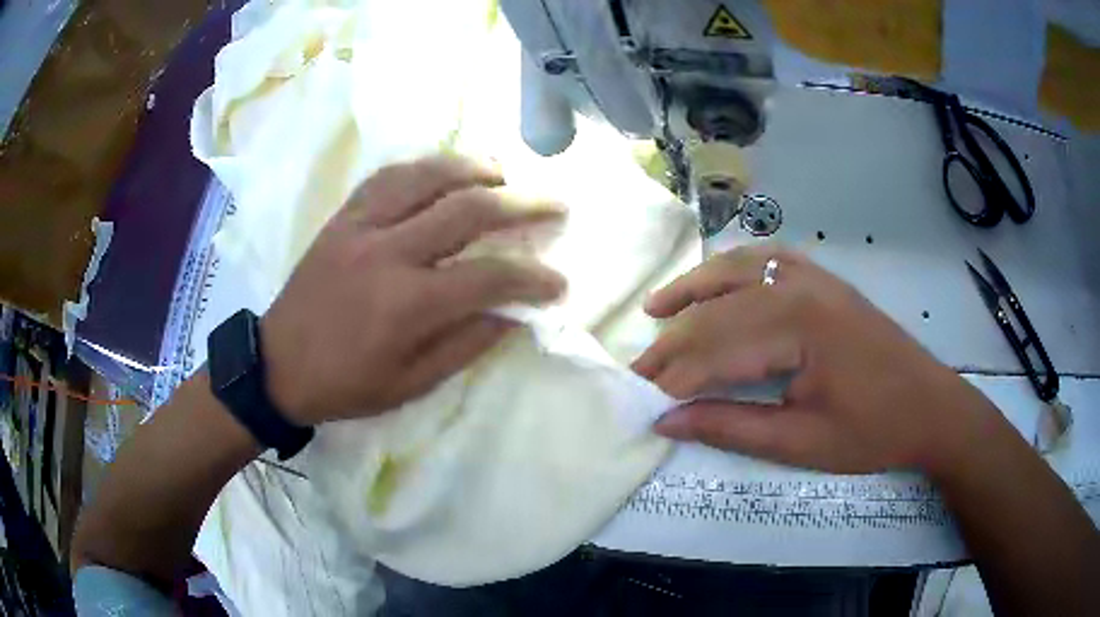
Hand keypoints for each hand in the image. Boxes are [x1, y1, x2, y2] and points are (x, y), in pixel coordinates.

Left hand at [260, 155, 566, 425]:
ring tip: (504, 173)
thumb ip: (466, 344)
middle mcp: (388, 252)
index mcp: (407, 304)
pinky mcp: (342, 218)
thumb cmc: (345, 384)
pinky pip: (387, 177)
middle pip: (467, 209)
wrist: (278, 365)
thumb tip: (514, 314)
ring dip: (473, 169)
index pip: (489, 277)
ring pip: (426, 176)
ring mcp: (361, 226)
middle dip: (522, 204)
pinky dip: (423, 168)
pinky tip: (443, 172)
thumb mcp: (411, 383)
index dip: (532, 277)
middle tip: (554, 204)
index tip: (558, 280)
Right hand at [633, 246, 1000, 475]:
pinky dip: (733, 268)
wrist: (930, 406)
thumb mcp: (800, 442)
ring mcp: (814, 276)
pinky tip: (716, 281)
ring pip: (738, 270)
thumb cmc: (872, 431)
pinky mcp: (824, 280)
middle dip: (675, 342)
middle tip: (639, 368)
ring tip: (656, 308)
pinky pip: (768, 260)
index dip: (675, 378)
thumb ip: (730, 426)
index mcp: (799, 326)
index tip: (642, 400)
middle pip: (720, 309)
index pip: (717, 349)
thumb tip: (668, 421)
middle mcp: (800, 286)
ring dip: (694, 290)